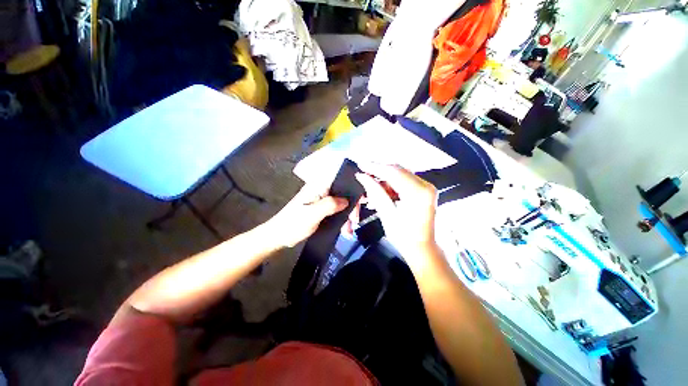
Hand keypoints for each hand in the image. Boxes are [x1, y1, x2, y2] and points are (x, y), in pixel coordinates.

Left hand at [264, 183, 347, 247]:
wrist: (279, 236)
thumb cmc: (293, 224)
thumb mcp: (312, 214)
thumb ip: (330, 205)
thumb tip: (347, 200)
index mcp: (318, 186)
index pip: (340, 179)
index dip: (354, 184)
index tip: (363, 197)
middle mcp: (321, 190)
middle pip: (343, 191)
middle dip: (352, 205)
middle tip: (355, 220)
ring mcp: (321, 199)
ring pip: (341, 202)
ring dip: (347, 214)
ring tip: (349, 229)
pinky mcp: (321, 208)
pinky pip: (336, 210)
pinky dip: (342, 219)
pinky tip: (345, 229)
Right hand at [354, 164, 438, 259]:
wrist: (422, 249)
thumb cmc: (404, 236)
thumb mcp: (386, 214)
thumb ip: (375, 192)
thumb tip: (362, 176)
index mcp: (418, 193)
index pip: (394, 172)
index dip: (375, 167)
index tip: (361, 165)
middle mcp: (425, 186)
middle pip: (398, 170)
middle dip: (379, 172)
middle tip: (363, 174)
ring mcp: (426, 187)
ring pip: (400, 175)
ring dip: (384, 180)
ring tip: (370, 188)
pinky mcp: (424, 190)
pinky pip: (404, 182)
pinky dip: (391, 185)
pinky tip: (381, 193)